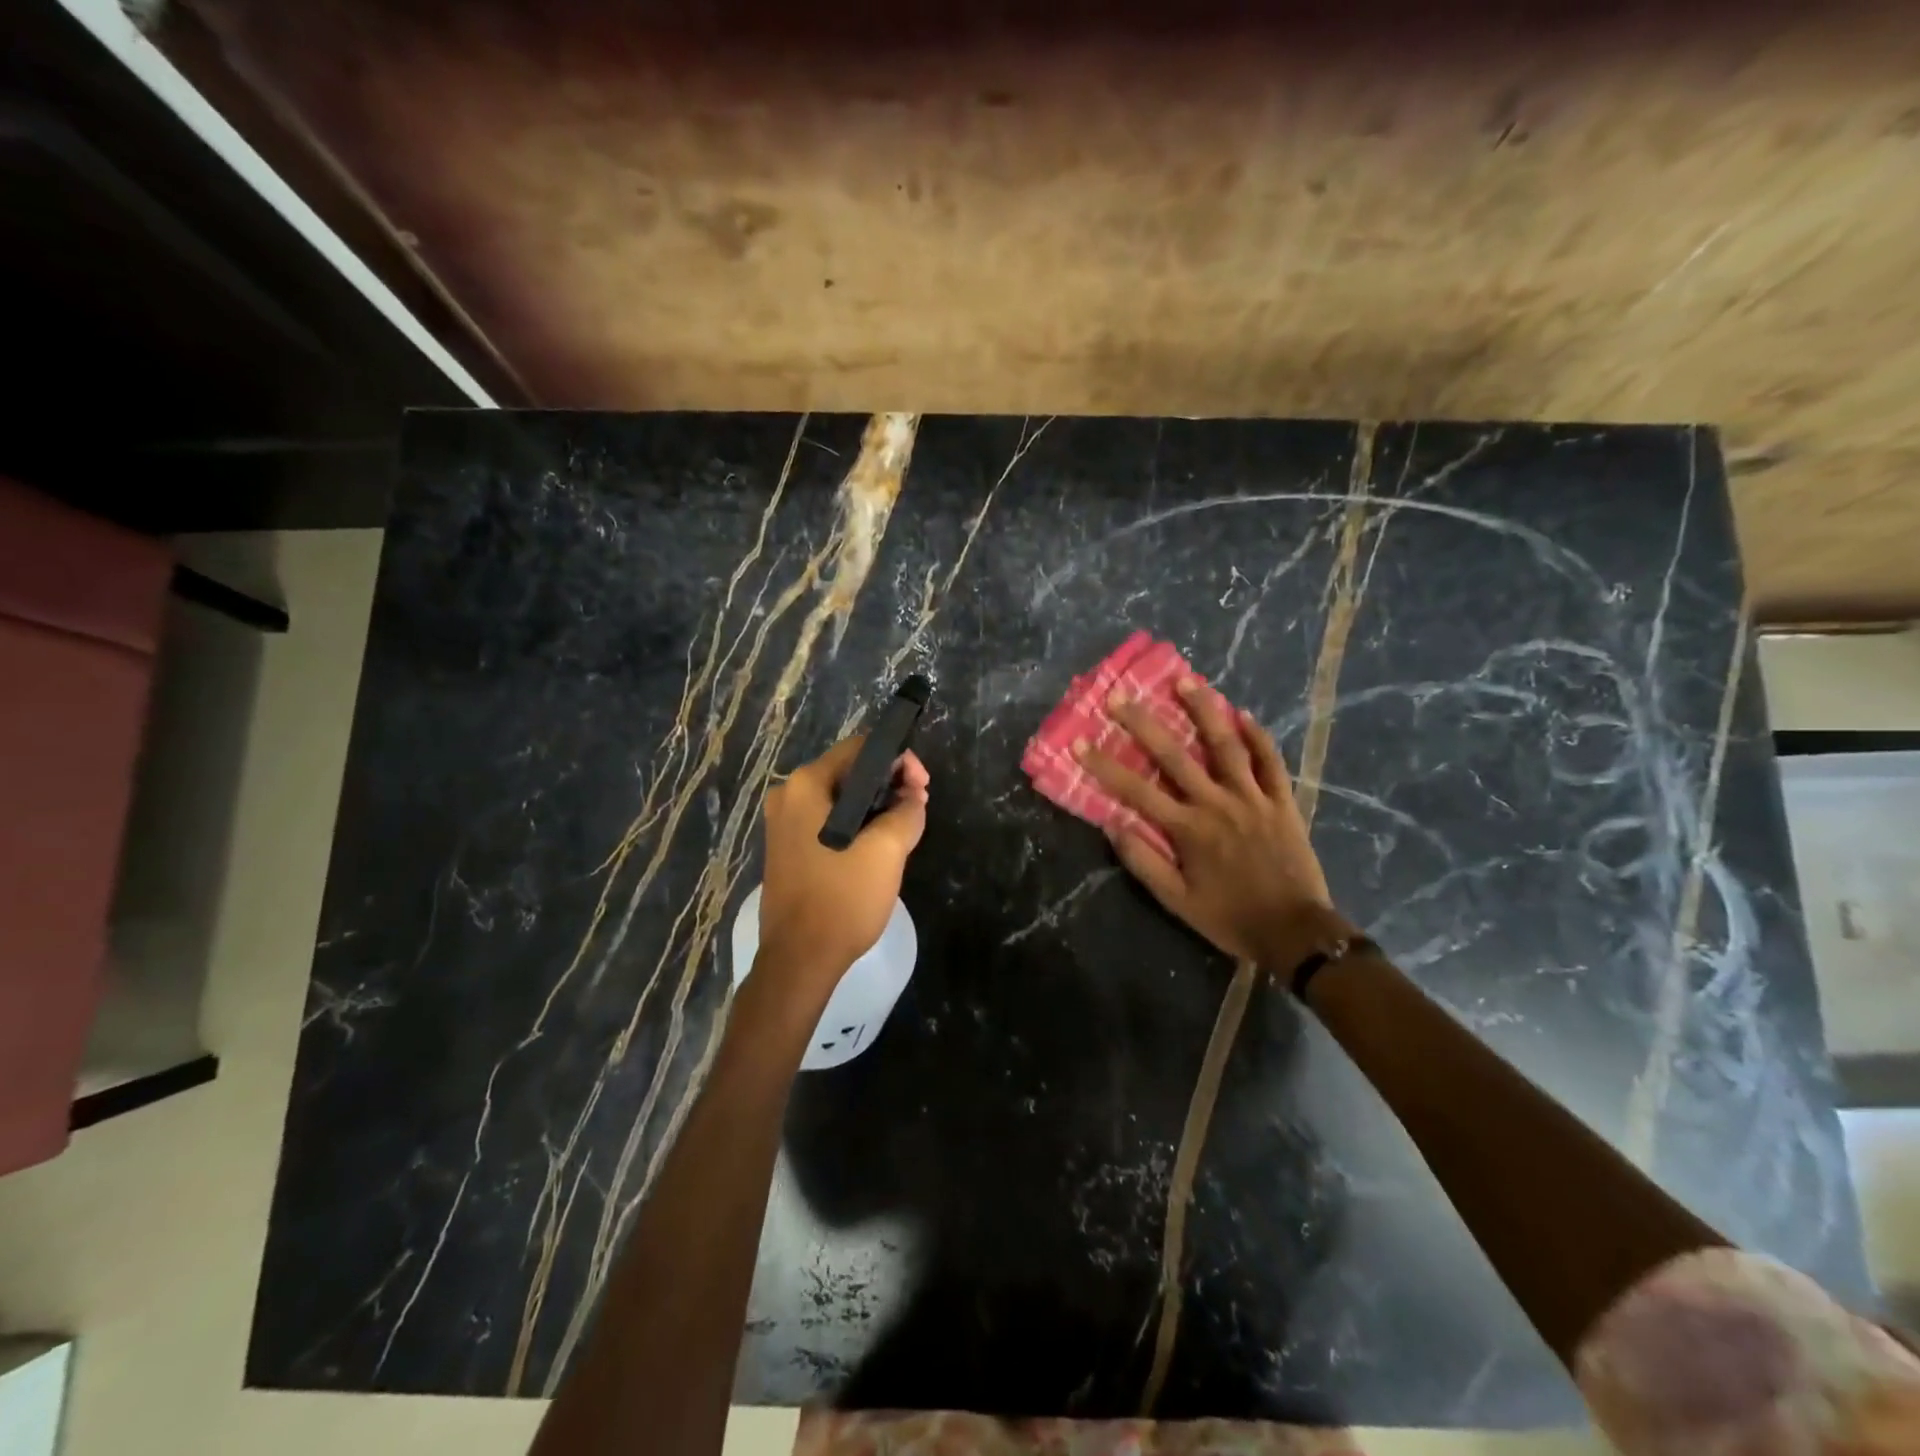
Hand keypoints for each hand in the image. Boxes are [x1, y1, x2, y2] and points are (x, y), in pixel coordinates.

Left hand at [757, 736, 929, 988]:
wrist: (799, 960)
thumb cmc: (842, 898)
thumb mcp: (887, 849)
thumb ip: (907, 811)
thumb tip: (912, 797)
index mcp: (806, 785)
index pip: (860, 748)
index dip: (899, 760)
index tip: (923, 787)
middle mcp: (788, 796)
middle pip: (849, 772)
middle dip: (889, 784)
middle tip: (919, 807)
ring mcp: (784, 824)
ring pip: (840, 798)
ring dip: (875, 806)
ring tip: (905, 827)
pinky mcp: (788, 849)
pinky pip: (828, 821)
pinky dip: (856, 824)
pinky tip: (878, 845)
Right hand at [1076, 678, 1337, 968]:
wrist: (1296, 932)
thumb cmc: (1230, 918)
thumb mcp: (1178, 901)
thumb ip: (1144, 863)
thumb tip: (1112, 825)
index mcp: (1188, 829)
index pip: (1136, 790)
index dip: (1104, 765)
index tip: (1079, 742)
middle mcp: (1217, 803)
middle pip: (1175, 755)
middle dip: (1142, 723)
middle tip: (1119, 696)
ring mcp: (1253, 798)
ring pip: (1226, 745)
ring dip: (1204, 710)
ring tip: (1186, 680)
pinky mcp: (1282, 802)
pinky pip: (1270, 762)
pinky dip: (1258, 736)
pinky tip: (1244, 713)